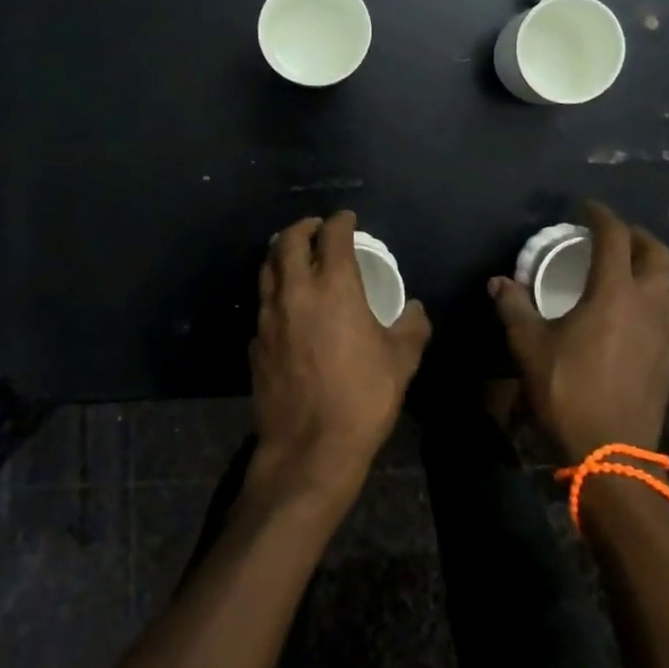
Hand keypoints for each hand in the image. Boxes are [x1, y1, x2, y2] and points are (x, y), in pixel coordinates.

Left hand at [250, 212, 431, 506]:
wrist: (309, 449)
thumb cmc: (362, 398)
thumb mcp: (401, 362)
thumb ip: (412, 327)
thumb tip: (414, 309)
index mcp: (334, 287)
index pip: (333, 236)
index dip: (341, 221)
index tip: (347, 219)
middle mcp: (296, 291)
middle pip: (288, 241)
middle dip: (303, 227)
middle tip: (316, 227)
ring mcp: (269, 316)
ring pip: (267, 267)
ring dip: (281, 252)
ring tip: (294, 253)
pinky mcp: (254, 341)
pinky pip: (263, 302)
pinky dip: (274, 290)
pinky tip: (286, 303)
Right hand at [488, 200, 668, 461]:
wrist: (612, 453)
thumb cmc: (568, 390)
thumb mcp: (529, 345)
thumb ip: (514, 307)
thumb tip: (498, 282)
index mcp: (615, 292)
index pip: (615, 236)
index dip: (600, 215)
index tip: (585, 208)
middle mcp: (650, 303)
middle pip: (658, 253)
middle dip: (636, 236)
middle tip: (613, 236)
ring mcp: (668, 332)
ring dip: (650, 269)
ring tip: (624, 273)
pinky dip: (655, 301)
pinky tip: (635, 316)